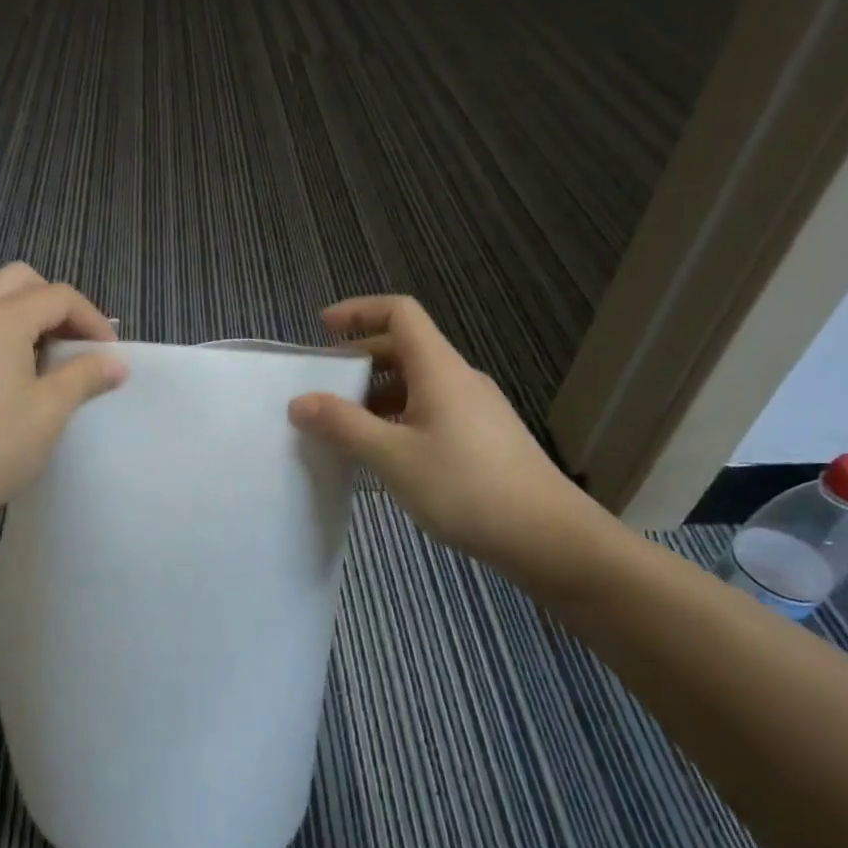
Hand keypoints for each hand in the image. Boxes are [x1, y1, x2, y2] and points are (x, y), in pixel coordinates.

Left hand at [0, 264, 126, 539]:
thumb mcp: (49, 412)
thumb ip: (85, 376)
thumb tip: (116, 363)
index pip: (58, 296)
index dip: (91, 319)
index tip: (107, 354)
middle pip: (20, 281)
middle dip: (55, 306)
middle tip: (74, 346)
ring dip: (22, 316)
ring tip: (41, 362)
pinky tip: (1, 376)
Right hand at [287, 296, 610, 586]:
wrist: (547, 536)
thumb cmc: (465, 487)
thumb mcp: (393, 457)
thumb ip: (343, 426)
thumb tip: (300, 402)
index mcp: (439, 369)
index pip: (400, 313)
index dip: (359, 311)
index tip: (322, 328)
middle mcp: (458, 379)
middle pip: (405, 348)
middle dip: (359, 359)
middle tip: (323, 385)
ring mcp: (474, 409)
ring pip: (417, 384)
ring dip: (376, 394)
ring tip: (344, 426)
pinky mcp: (482, 438)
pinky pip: (430, 411)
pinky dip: (397, 418)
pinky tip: (383, 455)